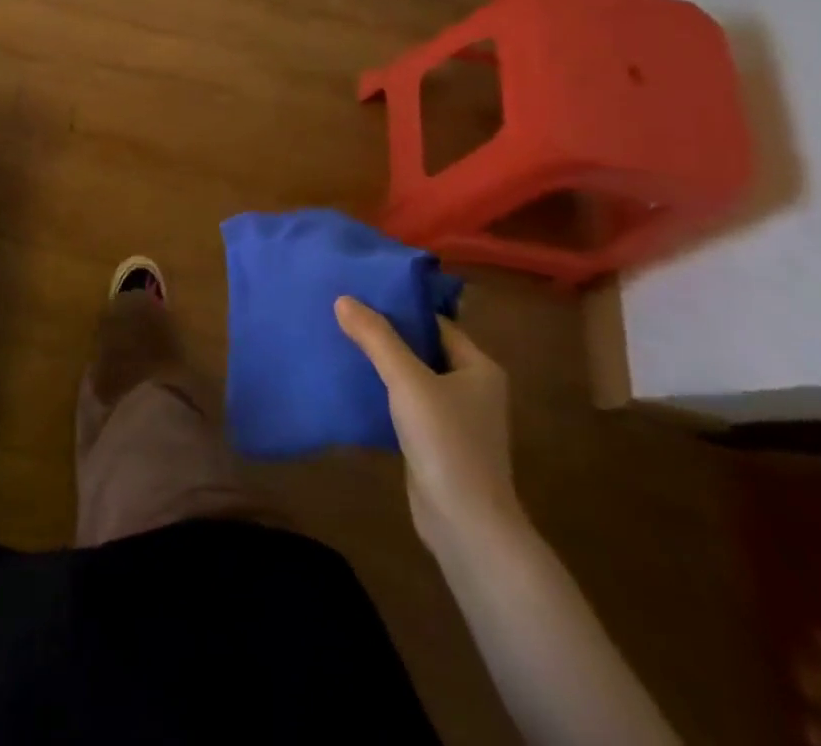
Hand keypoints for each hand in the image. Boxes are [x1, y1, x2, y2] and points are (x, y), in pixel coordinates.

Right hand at [335, 299, 521, 553]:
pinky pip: (406, 404)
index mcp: (479, 368)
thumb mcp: (407, 381)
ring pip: (412, 378)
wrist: (466, 526)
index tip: (360, 294)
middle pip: (423, 348)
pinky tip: (352, 385)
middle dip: (386, 334)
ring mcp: (456, 418)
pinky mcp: (437, 443)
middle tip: (344, 315)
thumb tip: (343, 299)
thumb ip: (376, 338)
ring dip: (382, 364)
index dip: (399, 308)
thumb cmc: (446, 442)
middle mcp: (472, 389)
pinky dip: (383, 393)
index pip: (435, 323)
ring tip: (341, 343)